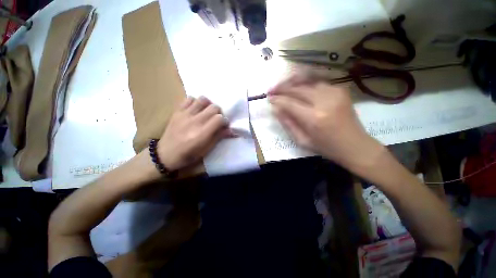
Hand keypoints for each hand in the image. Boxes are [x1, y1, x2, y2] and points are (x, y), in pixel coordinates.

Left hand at [156, 96, 233, 170]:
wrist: (165, 154)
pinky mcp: (177, 111)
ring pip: (202, 100)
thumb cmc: (188, 155)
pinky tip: (196, 109)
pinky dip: (196, 102)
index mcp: (202, 134)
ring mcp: (185, 115)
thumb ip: (219, 137)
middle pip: (213, 107)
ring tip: (207, 112)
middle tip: (216, 119)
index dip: (225, 121)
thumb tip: (232, 130)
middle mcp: (194, 121)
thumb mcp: (206, 150)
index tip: (224, 125)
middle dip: (219, 112)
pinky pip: (189, 99)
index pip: (219, 119)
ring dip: (208, 105)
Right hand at [269, 73, 383, 170]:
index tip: (269, 98)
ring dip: (292, 82)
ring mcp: (335, 92)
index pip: (289, 103)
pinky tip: (298, 86)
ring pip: (307, 81)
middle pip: (297, 88)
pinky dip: (305, 82)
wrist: (355, 145)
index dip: (277, 99)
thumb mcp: (302, 140)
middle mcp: (324, 101)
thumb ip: (287, 123)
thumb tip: (275, 109)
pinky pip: (317, 82)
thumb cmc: (326, 147)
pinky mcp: (341, 89)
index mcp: (314, 118)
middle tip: (271, 90)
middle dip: (281, 88)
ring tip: (282, 86)